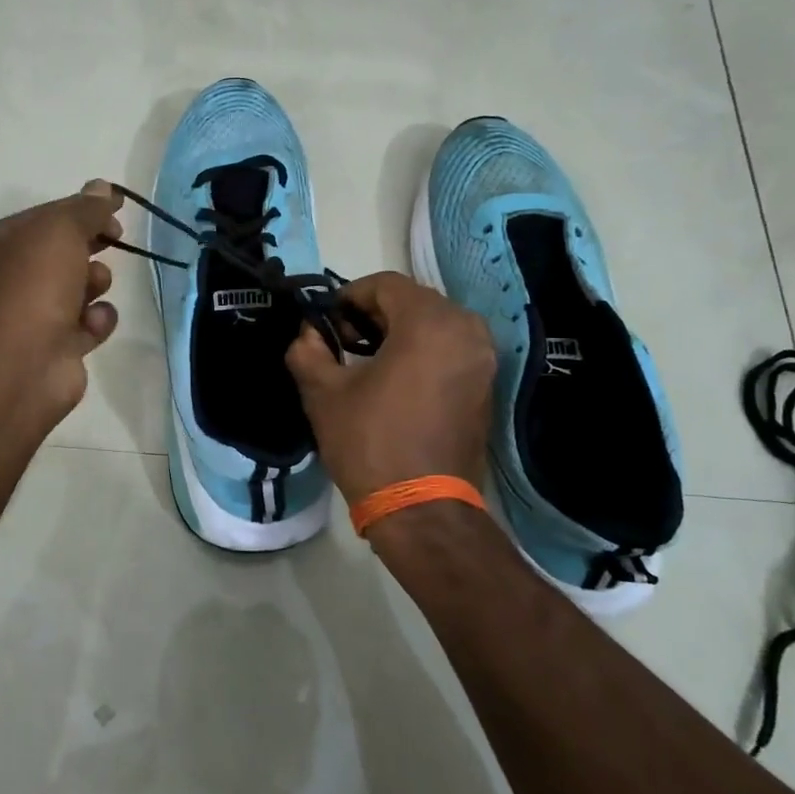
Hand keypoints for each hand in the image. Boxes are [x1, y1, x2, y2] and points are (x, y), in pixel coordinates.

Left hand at [0, 180, 124, 421]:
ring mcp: (27, 317)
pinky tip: (92, 323)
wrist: (25, 364)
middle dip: (89, 246)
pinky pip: (85, 323)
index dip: (79, 211)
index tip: (113, 211)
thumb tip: (103, 188)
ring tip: (95, 288)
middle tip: (113, 240)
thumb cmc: (33, 285)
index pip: (42, 217)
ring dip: (95, 283)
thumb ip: (85, 208)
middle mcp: (3, 280)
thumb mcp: (60, 230)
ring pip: (76, 287)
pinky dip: (94, 320)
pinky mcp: (53, 347)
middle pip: (60, 252)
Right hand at [285, 272, 495, 509]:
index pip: (385, 284)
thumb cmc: (371, 443)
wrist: (423, 509)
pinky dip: (423, 351)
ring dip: (399, 331)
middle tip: (343, 342)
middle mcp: (466, 330)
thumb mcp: (324, 393)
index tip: (327, 323)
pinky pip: (451, 348)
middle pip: (412, 300)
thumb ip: (308, 350)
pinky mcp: (487, 385)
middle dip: (374, 314)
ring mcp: (483, 358)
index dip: (349, 296)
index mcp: (430, 322)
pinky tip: (396, 379)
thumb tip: (308, 334)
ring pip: (434, 324)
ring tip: (367, 361)